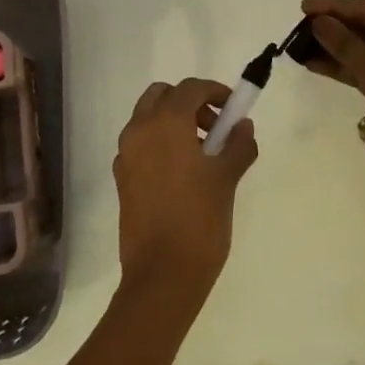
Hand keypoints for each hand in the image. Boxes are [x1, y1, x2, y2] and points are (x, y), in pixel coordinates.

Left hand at [114, 78, 258, 299]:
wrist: (162, 275)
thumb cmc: (199, 220)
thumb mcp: (227, 178)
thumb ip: (238, 145)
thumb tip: (243, 126)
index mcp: (165, 123)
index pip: (190, 88)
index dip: (215, 91)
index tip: (234, 108)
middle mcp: (139, 131)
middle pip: (161, 95)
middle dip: (189, 102)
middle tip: (215, 127)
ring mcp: (126, 155)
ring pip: (147, 118)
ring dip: (174, 121)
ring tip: (204, 153)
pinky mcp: (121, 178)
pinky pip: (140, 144)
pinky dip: (160, 143)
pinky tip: (183, 173)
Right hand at [298, 0, 364, 202]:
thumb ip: (344, 43)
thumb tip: (318, 21)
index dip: (335, 7)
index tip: (304, 6)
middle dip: (333, 27)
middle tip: (299, 26)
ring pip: (363, 50)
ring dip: (333, 48)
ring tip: (300, 45)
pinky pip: (364, 70)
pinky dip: (342, 67)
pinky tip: (314, 64)